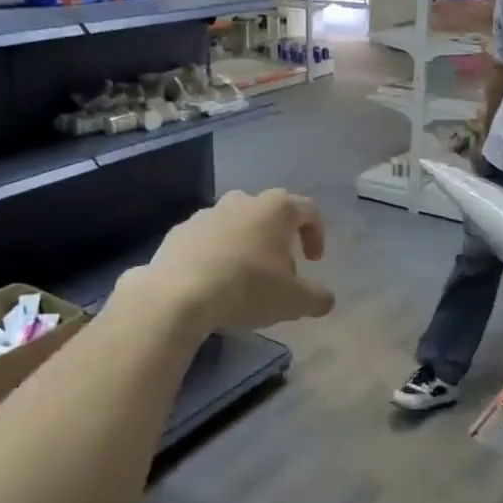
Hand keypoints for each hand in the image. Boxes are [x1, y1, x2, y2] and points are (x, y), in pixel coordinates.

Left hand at [143, 189, 334, 332]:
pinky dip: (214, 255)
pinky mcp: (178, 232)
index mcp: (276, 209)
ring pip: (235, 223)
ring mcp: (206, 214)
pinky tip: (212, 283)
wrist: (178, 295)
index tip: (314, 262)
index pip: (308, 210)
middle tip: (279, 269)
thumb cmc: (247, 288)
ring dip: (245, 244)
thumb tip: (325, 299)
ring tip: (244, 277)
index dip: (317, 234)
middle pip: (269, 212)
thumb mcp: (294, 301)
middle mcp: (242, 201)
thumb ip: (317, 298)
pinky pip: (205, 240)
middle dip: (279, 238)